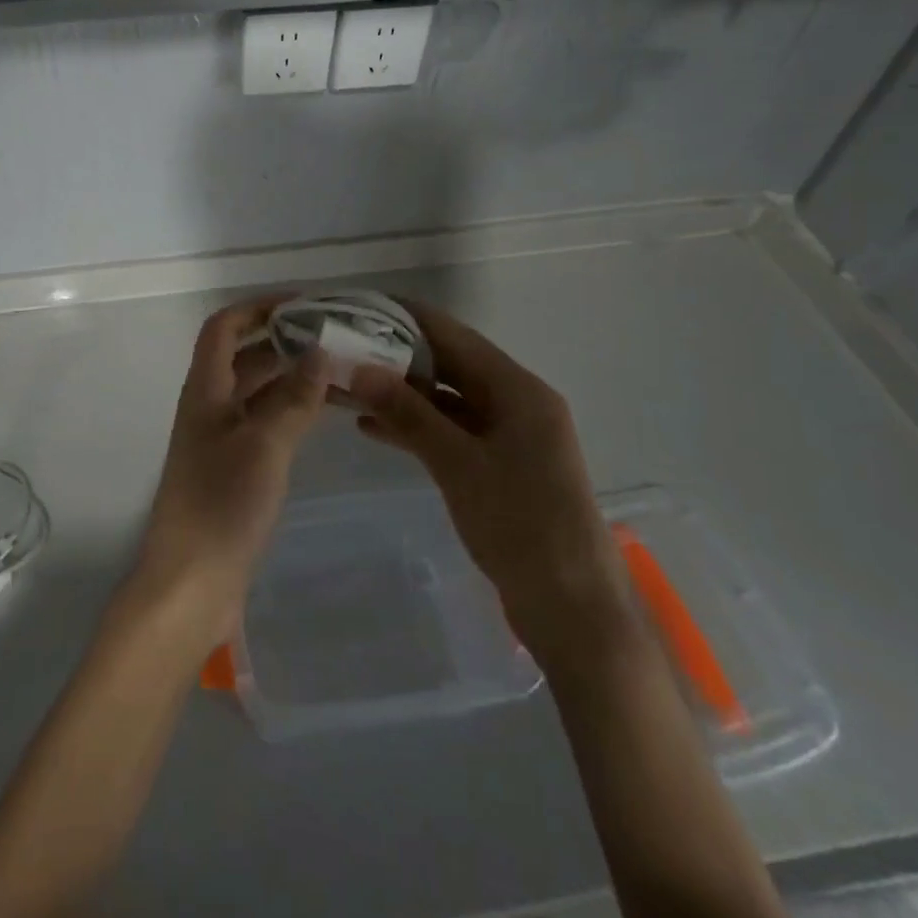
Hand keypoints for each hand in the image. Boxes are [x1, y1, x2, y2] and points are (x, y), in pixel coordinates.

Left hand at [128, 295, 328, 644]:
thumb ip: (294, 398)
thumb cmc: (221, 505)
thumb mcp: (264, 445)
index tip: (303, 304)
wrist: (190, 584)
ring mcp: (221, 440)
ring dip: (291, 377)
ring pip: (257, 392)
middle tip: (334, 337)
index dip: (257, 308)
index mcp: (205, 390)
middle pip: (243, 357)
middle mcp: (209, 407)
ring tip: (339, 371)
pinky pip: (264, 424)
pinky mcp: (234, 470)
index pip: (224, 328)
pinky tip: (322, 414)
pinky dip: (290, 411)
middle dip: (283, 341)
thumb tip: (320, 351)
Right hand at [348, 301, 625, 668]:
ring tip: (348, 388)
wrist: (574, 610)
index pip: (453, 335)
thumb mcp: (458, 464)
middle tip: (343, 348)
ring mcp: (509, 436)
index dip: (406, 318)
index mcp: (518, 389)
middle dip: (397, 356)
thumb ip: (408, 413)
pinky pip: (451, 432)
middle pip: (449, 364)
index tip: (358, 307)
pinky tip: (373, 429)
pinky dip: (416, 427)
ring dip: (402, 394)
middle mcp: (516, 402)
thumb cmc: (521, 526)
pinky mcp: (499, 466)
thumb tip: (359, 368)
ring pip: (446, 400)